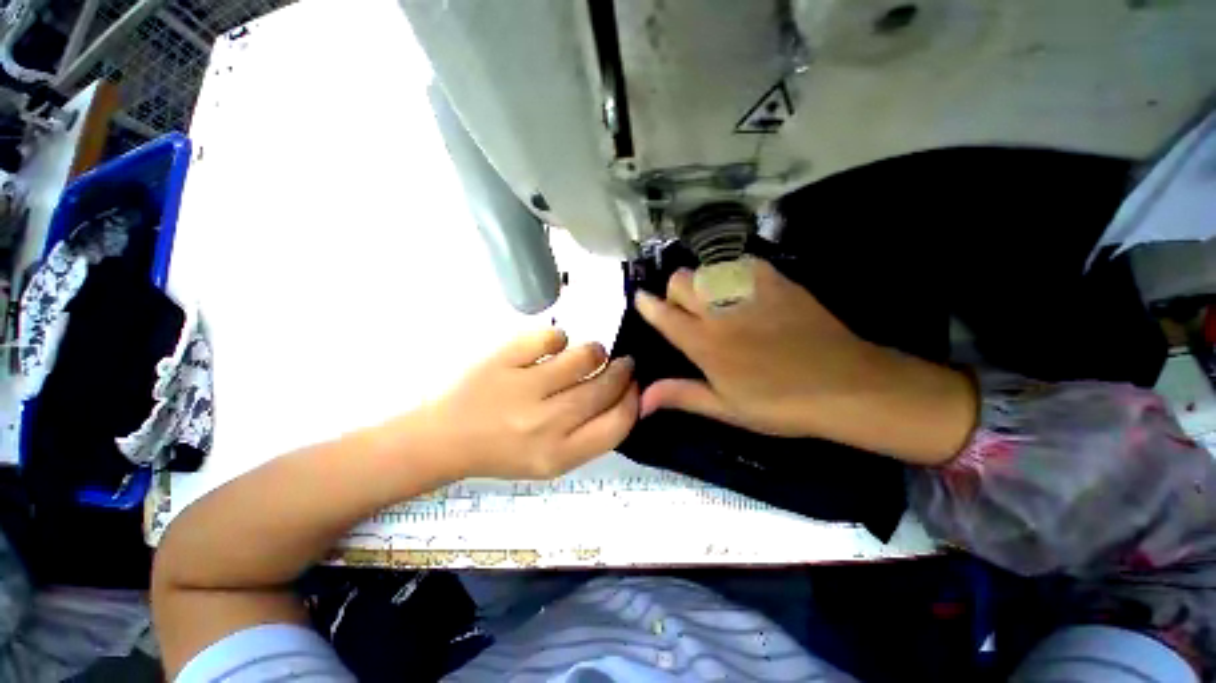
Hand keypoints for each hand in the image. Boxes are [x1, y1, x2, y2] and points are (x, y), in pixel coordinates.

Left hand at [414, 329, 638, 479]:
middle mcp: (545, 424)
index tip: (634, 385)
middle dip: (621, 370)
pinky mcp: (502, 359)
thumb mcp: (551, 460)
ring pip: (583, 356)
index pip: (618, 423)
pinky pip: (550, 336)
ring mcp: (522, 387)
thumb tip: (624, 395)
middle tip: (623, 362)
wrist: (444, 438)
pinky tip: (553, 347)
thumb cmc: (502, 451)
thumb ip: (589, 434)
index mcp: (559, 455)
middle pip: (604, 387)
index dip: (633, 399)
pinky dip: (559, 337)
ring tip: (591, 354)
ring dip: (595, 351)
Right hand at [635, 258, 975, 463]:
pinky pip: (740, 262)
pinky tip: (742, 292)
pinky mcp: (776, 280)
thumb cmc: (779, 404)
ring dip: (701, 283)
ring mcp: (748, 291)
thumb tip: (641, 400)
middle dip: (675, 292)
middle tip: (688, 312)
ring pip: (706, 268)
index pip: (663, 314)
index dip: (646, 304)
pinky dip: (731, 273)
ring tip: (714, 302)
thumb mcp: (726, 407)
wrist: (845, 385)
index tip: (641, 299)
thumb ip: (680, 396)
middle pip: (680, 280)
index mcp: (704, 344)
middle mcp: (719, 311)